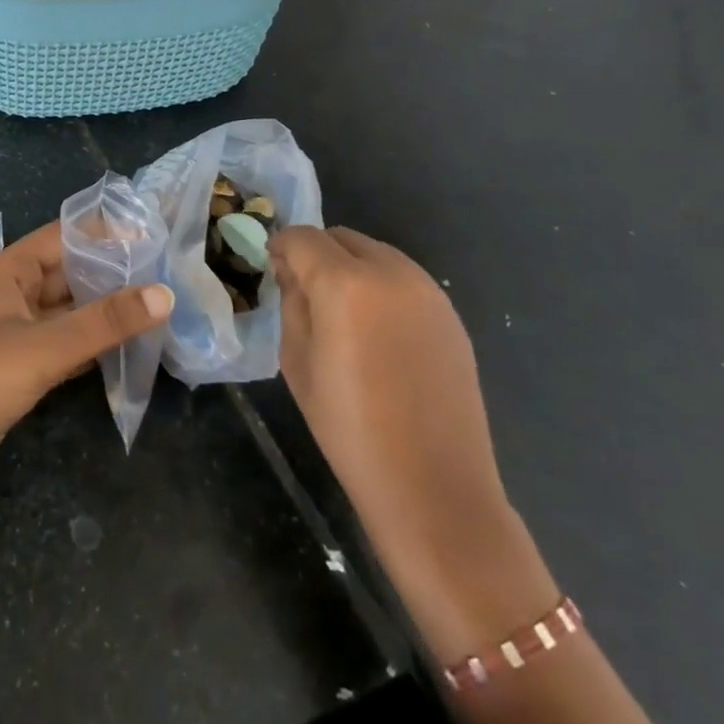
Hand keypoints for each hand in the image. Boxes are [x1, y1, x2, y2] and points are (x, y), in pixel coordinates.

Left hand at [0, 222, 173, 499]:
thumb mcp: (44, 349)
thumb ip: (104, 323)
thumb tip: (165, 294)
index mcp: (9, 272)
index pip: (64, 236)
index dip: (106, 233)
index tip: (152, 236)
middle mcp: (12, 293)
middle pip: (69, 272)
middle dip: (112, 274)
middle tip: (165, 276)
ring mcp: (15, 330)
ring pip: (68, 310)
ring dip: (105, 310)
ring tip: (156, 308)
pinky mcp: (19, 364)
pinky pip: (63, 342)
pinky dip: (92, 343)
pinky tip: (127, 347)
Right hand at [271, 225, 553, 656]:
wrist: (433, 486)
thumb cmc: (349, 428)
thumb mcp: (296, 361)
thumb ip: (292, 303)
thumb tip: (293, 273)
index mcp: (344, 283)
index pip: (301, 237)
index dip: (280, 247)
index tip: (272, 269)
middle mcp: (390, 272)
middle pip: (340, 237)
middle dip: (316, 254)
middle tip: (303, 291)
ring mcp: (428, 291)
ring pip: (375, 253)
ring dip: (350, 267)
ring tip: (342, 313)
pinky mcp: (450, 314)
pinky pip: (404, 280)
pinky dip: (381, 287)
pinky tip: (378, 332)